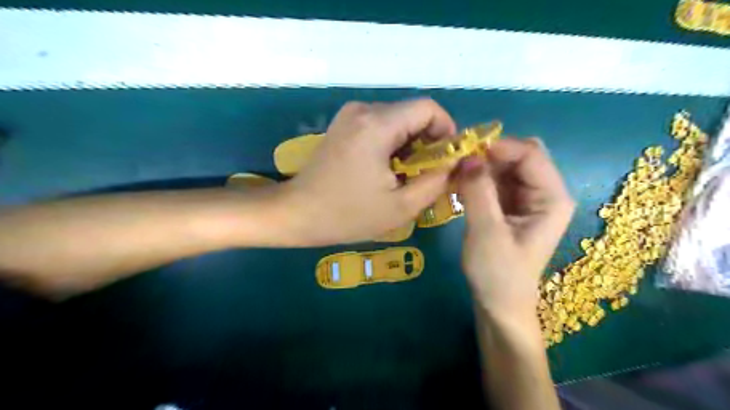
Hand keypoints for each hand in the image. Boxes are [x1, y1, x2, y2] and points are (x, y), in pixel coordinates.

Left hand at [280, 98, 453, 245]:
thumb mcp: (400, 206)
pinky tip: (387, 169)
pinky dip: (392, 143)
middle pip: (412, 113)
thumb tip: (454, 163)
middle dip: (428, 141)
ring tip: (406, 176)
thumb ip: (436, 181)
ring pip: (397, 120)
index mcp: (377, 125)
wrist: (297, 213)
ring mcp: (350, 115)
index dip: (446, 130)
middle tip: (428, 174)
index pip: (428, 108)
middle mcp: (363, 110)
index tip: (446, 159)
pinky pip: (380, 125)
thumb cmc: (347, 215)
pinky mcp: (343, 125)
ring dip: (410, 145)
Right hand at [457, 139, 573, 317]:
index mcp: (552, 198)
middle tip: (458, 160)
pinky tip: (459, 184)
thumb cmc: (498, 274)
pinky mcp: (510, 205)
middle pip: (520, 155)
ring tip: (454, 172)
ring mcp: (527, 198)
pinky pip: (495, 180)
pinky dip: (477, 178)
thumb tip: (467, 156)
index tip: (465, 150)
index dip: (498, 147)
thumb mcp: (486, 232)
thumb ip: (478, 191)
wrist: (498, 304)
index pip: (530, 154)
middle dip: (489, 154)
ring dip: (480, 165)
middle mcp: (544, 192)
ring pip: (505, 166)